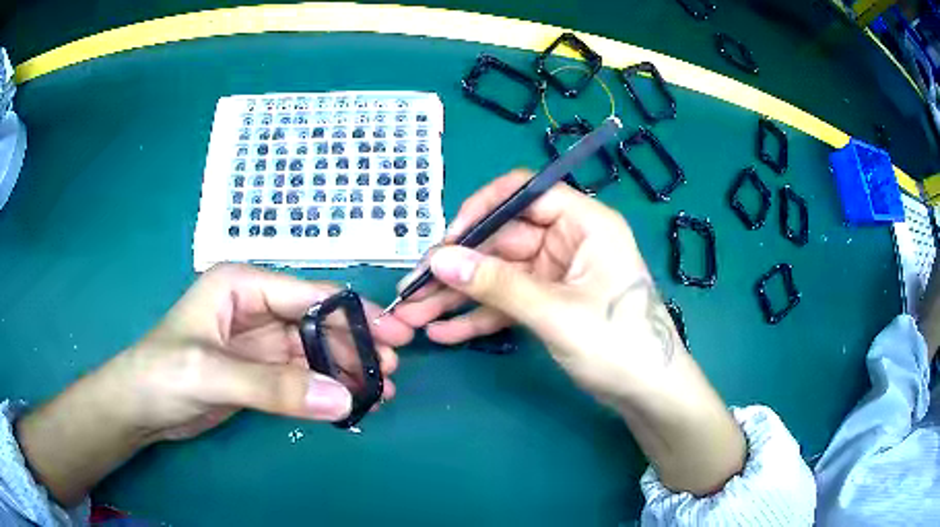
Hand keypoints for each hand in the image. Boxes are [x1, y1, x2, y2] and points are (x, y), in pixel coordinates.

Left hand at [16, 264, 413, 504]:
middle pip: (317, 323)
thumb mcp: (211, 373)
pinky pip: (301, 377)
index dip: (355, 313)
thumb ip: (274, 387)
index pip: (309, 294)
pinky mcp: (258, 373)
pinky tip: (348, 402)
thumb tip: (342, 398)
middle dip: (355, 345)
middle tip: (392, 372)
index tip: (395, 336)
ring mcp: (257, 343)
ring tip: (380, 392)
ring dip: (345, 370)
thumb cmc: (162, 372)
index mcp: (242, 286)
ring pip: (314, 352)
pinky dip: (326, 389)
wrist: (139, 409)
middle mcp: (254, 308)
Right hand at [396, 170, 744, 494]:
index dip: (482, 209)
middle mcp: (568, 241)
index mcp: (584, 224)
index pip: (525, 194)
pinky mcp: (549, 303)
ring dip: (458, 296)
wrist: (648, 394)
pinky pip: (507, 303)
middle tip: (413, 289)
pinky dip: (478, 317)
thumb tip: (440, 259)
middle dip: (457, 268)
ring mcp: (556, 274)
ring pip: (498, 275)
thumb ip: (497, 285)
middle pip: (502, 241)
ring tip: (415, 315)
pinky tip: (444, 332)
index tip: (448, 240)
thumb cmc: (618, 345)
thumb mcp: (556, 313)